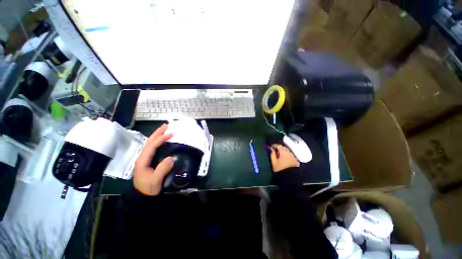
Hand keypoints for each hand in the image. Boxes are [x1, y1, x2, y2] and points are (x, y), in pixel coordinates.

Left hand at [133, 124, 173, 195]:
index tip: (171, 134)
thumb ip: (162, 169)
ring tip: (164, 130)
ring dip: (157, 136)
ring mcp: (144, 159)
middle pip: (149, 142)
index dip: (160, 139)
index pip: (151, 146)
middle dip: (157, 133)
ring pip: (150, 144)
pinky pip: (153, 148)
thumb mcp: (155, 180)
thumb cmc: (148, 188)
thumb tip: (171, 157)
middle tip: (166, 126)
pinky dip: (158, 142)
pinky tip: (162, 141)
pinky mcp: (148, 161)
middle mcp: (142, 157)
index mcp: (143, 160)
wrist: (142, 196)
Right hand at [270, 144, 299, 172]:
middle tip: (275, 151)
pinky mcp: (296, 160)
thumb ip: (272, 154)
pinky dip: (287, 155)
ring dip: (283, 151)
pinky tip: (284, 158)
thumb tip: (271, 149)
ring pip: (287, 151)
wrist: (291, 177)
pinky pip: (290, 155)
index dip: (274, 145)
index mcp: (283, 152)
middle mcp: (289, 152)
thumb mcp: (274, 162)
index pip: (278, 145)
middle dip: (279, 148)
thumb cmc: (280, 169)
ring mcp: (293, 156)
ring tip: (279, 155)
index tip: (271, 146)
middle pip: (284, 148)